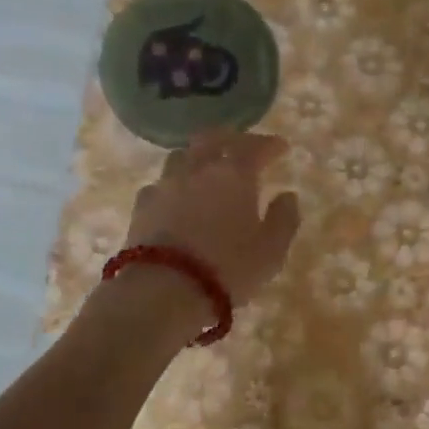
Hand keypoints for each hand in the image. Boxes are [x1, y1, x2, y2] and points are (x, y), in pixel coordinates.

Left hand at [122, 130, 301, 312]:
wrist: (162, 290)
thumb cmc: (227, 270)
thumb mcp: (270, 251)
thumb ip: (283, 219)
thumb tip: (287, 196)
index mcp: (234, 174)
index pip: (255, 146)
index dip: (270, 144)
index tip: (281, 147)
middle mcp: (198, 169)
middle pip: (212, 138)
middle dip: (230, 138)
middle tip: (242, 147)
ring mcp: (166, 184)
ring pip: (182, 156)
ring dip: (198, 157)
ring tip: (206, 170)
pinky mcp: (142, 205)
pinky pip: (160, 184)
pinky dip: (174, 186)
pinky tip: (176, 199)